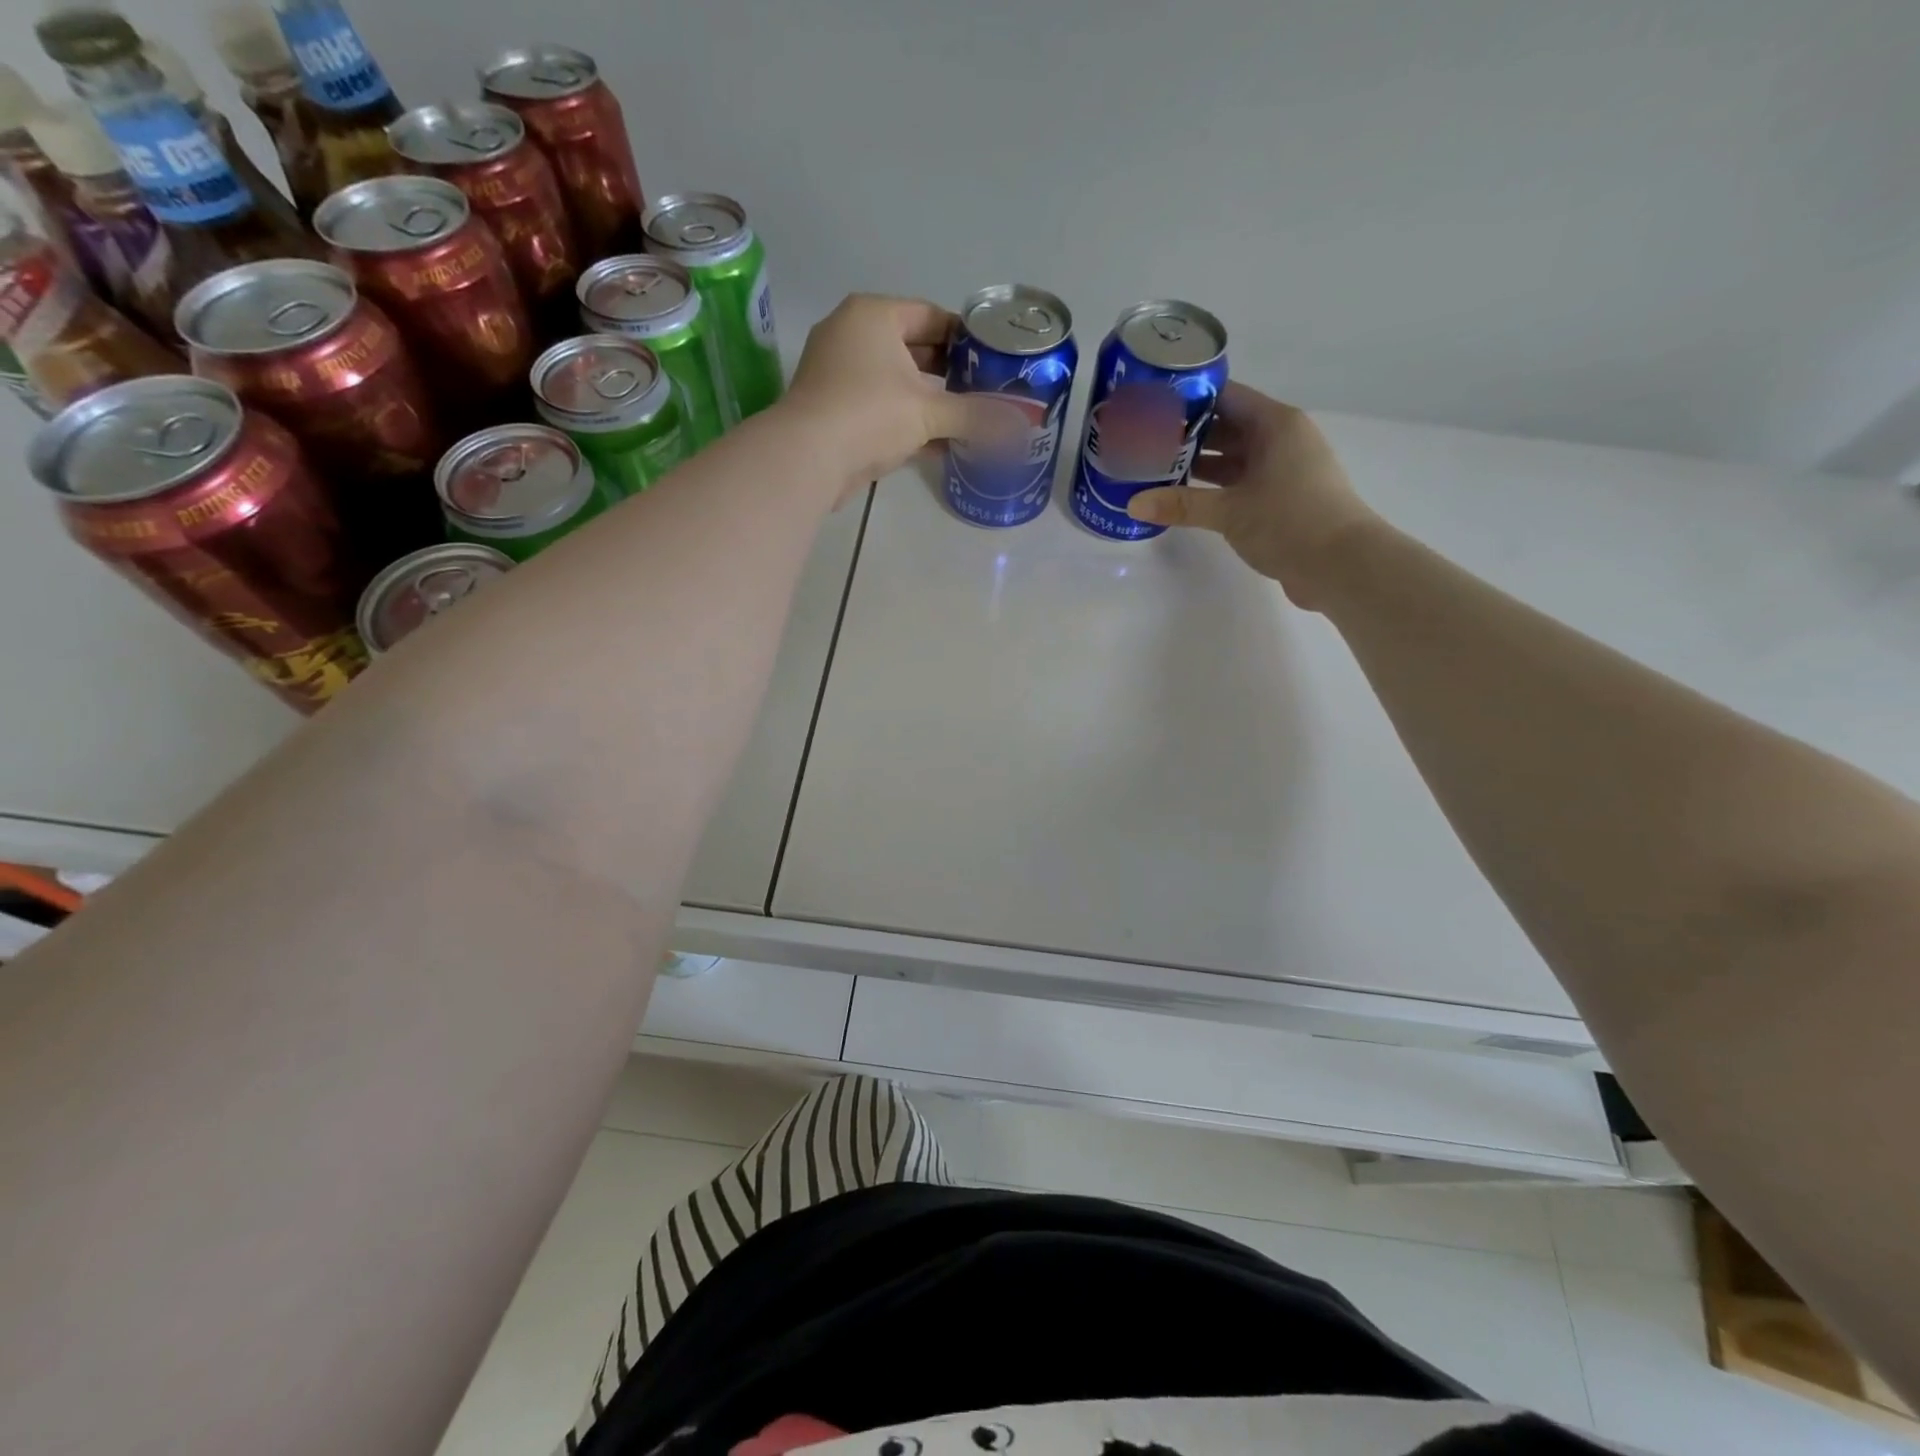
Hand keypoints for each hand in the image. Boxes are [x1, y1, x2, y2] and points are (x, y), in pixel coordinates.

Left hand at [782, 294, 1016, 491]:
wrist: (807, 458)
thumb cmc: (869, 414)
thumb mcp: (929, 412)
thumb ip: (974, 416)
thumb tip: (1019, 426)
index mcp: (873, 316)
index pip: (930, 315)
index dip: (965, 337)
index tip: (992, 360)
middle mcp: (852, 335)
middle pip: (914, 349)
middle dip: (949, 372)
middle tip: (984, 392)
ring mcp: (839, 374)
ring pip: (897, 383)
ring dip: (930, 402)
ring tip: (968, 419)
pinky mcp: (835, 411)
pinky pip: (881, 409)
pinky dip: (908, 423)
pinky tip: (940, 445)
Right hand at [1126, 383, 1381, 609]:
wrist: (1341, 566)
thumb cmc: (1290, 521)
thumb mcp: (1230, 511)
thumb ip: (1181, 504)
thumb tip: (1133, 503)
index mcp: (1275, 424)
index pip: (1226, 396)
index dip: (1189, 398)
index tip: (1152, 406)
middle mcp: (1280, 440)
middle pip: (1226, 427)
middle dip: (1186, 435)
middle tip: (1144, 442)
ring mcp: (1282, 471)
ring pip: (1232, 458)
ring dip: (1197, 465)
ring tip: (1154, 469)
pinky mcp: (1280, 500)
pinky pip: (1239, 484)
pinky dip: (1213, 489)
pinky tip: (1183, 498)